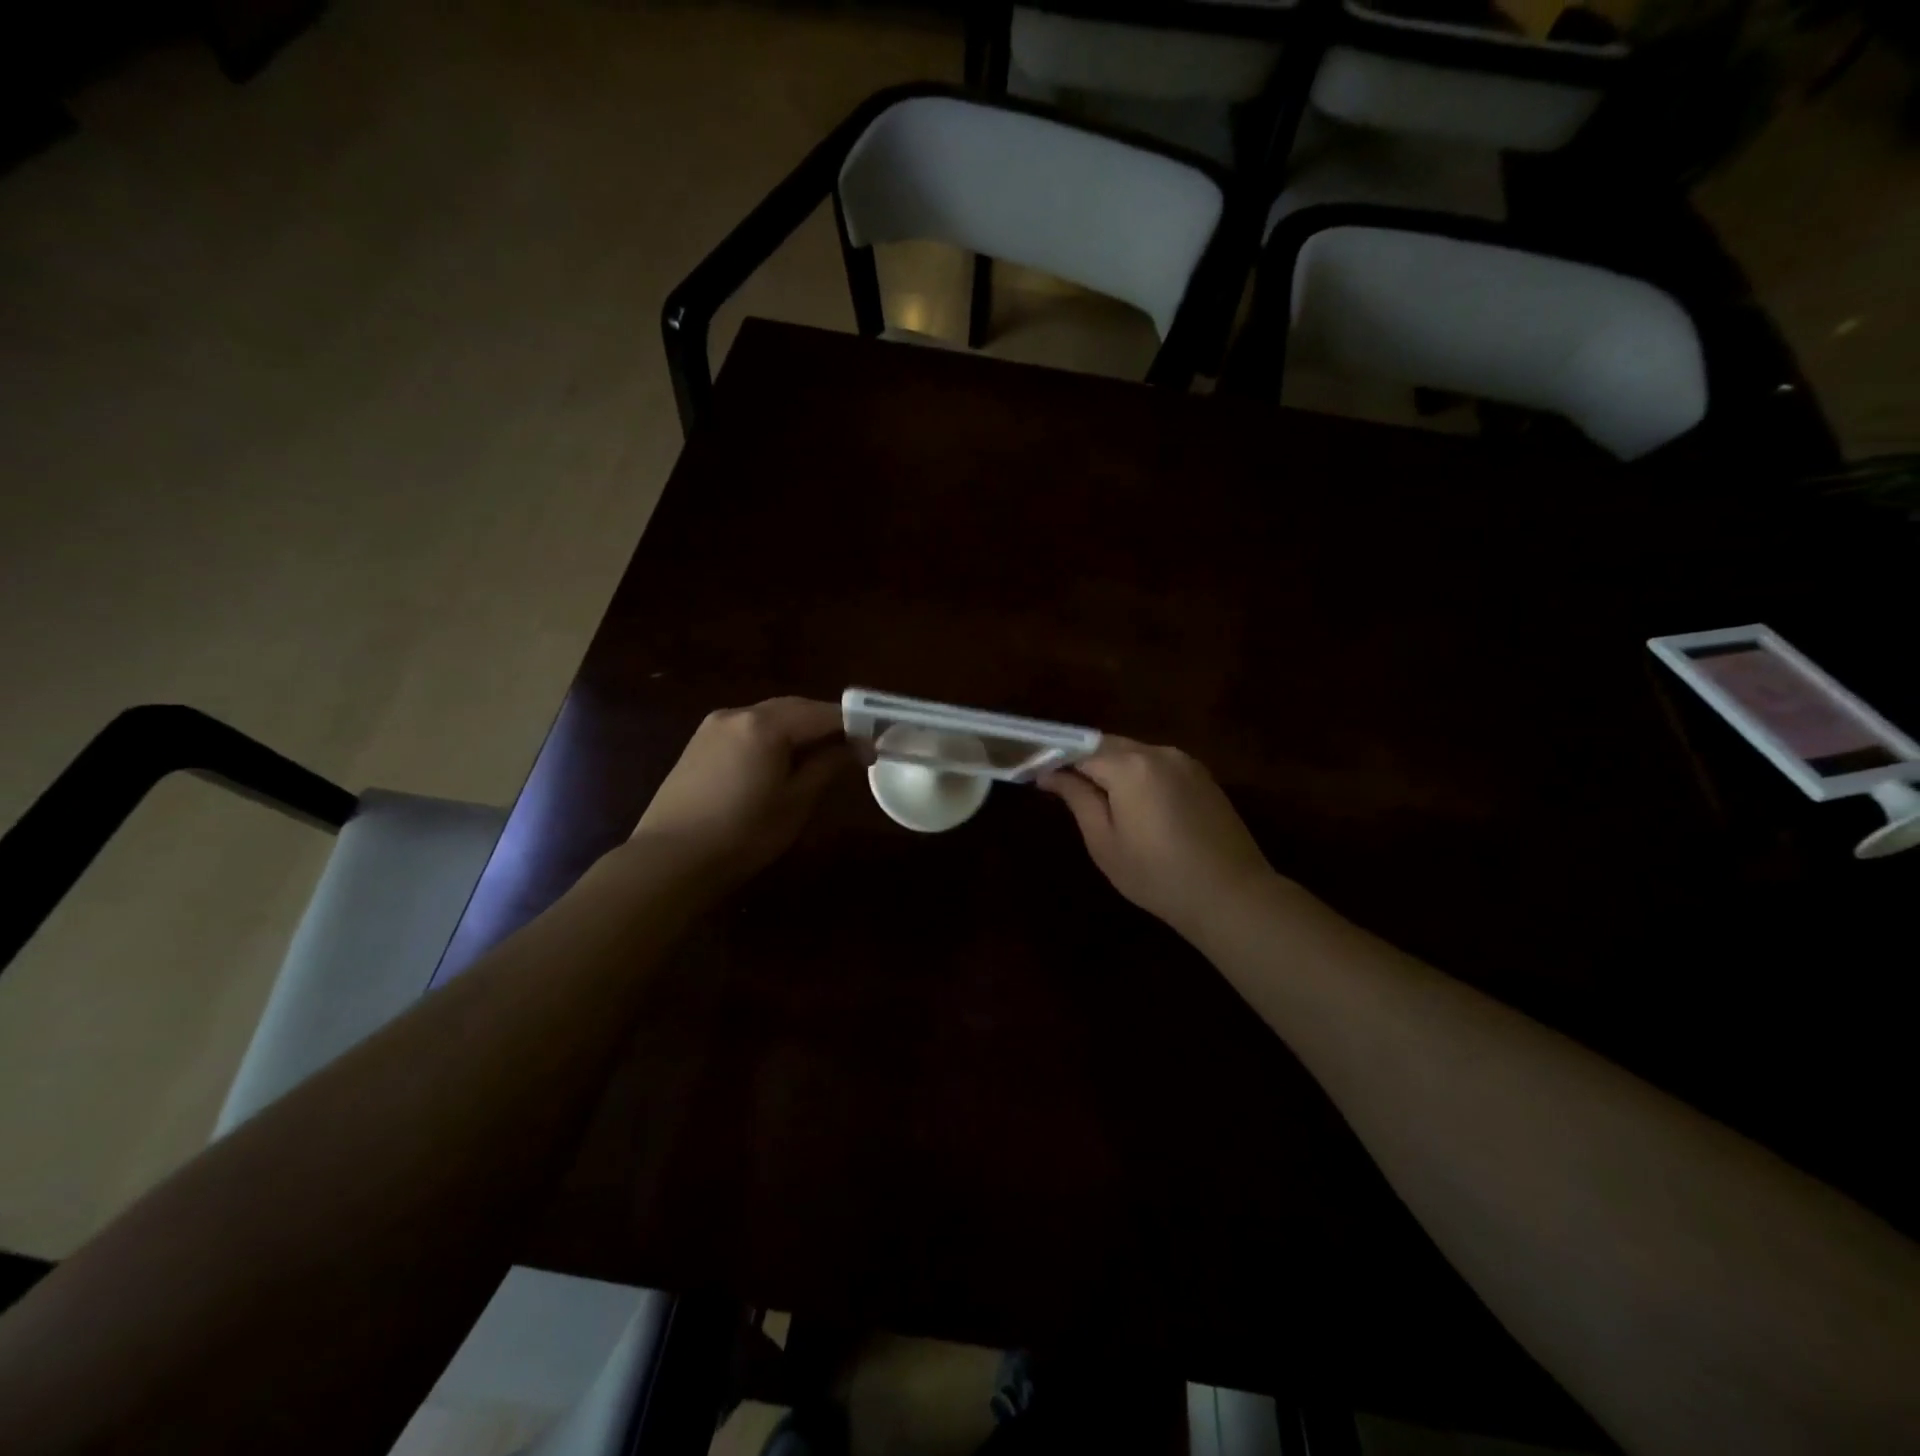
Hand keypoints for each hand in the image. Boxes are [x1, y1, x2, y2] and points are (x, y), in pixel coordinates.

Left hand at [632, 698, 851, 886]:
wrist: (670, 860)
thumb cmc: (743, 834)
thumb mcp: (796, 802)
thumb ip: (828, 766)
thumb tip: (857, 747)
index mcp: (765, 725)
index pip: (821, 713)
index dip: (853, 725)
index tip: (875, 742)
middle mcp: (738, 713)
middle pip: (794, 708)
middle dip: (825, 723)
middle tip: (852, 747)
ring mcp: (714, 726)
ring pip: (769, 716)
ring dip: (798, 729)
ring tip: (820, 756)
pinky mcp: (699, 743)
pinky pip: (747, 729)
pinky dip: (771, 737)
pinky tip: (780, 762)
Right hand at [1040, 737, 1274, 937]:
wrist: (1230, 895)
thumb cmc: (1156, 875)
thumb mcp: (1104, 842)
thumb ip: (1077, 799)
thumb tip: (1050, 774)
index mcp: (1130, 766)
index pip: (1080, 750)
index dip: (1057, 760)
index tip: (1038, 776)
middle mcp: (1158, 752)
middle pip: (1109, 746)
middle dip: (1084, 761)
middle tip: (1064, 788)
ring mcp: (1185, 762)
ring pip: (1135, 753)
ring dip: (1112, 767)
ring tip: (1099, 799)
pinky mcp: (1203, 776)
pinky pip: (1158, 765)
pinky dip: (1139, 775)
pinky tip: (1136, 805)